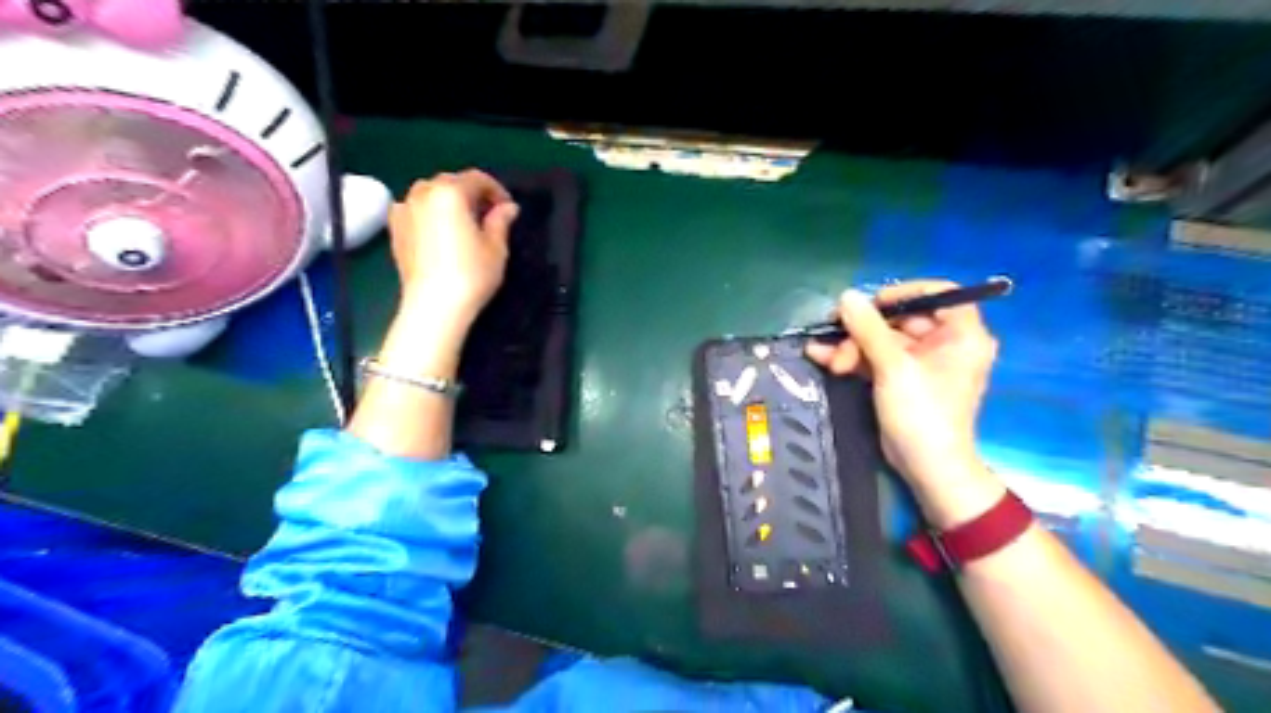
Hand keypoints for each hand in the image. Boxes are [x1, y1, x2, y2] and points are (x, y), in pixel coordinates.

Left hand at [394, 171, 521, 325]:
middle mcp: (423, 194)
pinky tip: (440, 231)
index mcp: (450, 193)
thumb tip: (508, 207)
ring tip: (464, 222)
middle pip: (451, 182)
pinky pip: (414, 209)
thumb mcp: (496, 248)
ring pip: (429, 193)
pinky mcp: (395, 229)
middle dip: (472, 193)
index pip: (477, 179)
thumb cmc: (471, 275)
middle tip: (489, 215)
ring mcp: (404, 210)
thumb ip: (500, 221)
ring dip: (449, 200)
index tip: (508, 209)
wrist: (434, 306)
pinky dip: (429, 212)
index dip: (496, 190)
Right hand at [813, 281, 1001, 526]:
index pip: (938, 293)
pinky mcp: (901, 378)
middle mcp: (945, 343)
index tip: (871, 303)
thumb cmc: (922, 412)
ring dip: (851, 345)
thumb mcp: (894, 366)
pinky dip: (852, 357)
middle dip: (863, 329)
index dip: (903, 292)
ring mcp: (921, 362)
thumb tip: (846, 296)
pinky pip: (876, 357)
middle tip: (836, 335)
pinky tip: (821, 356)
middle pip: (901, 318)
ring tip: (827, 358)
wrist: (926, 467)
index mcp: (961, 334)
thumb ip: (869, 328)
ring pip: (882, 339)